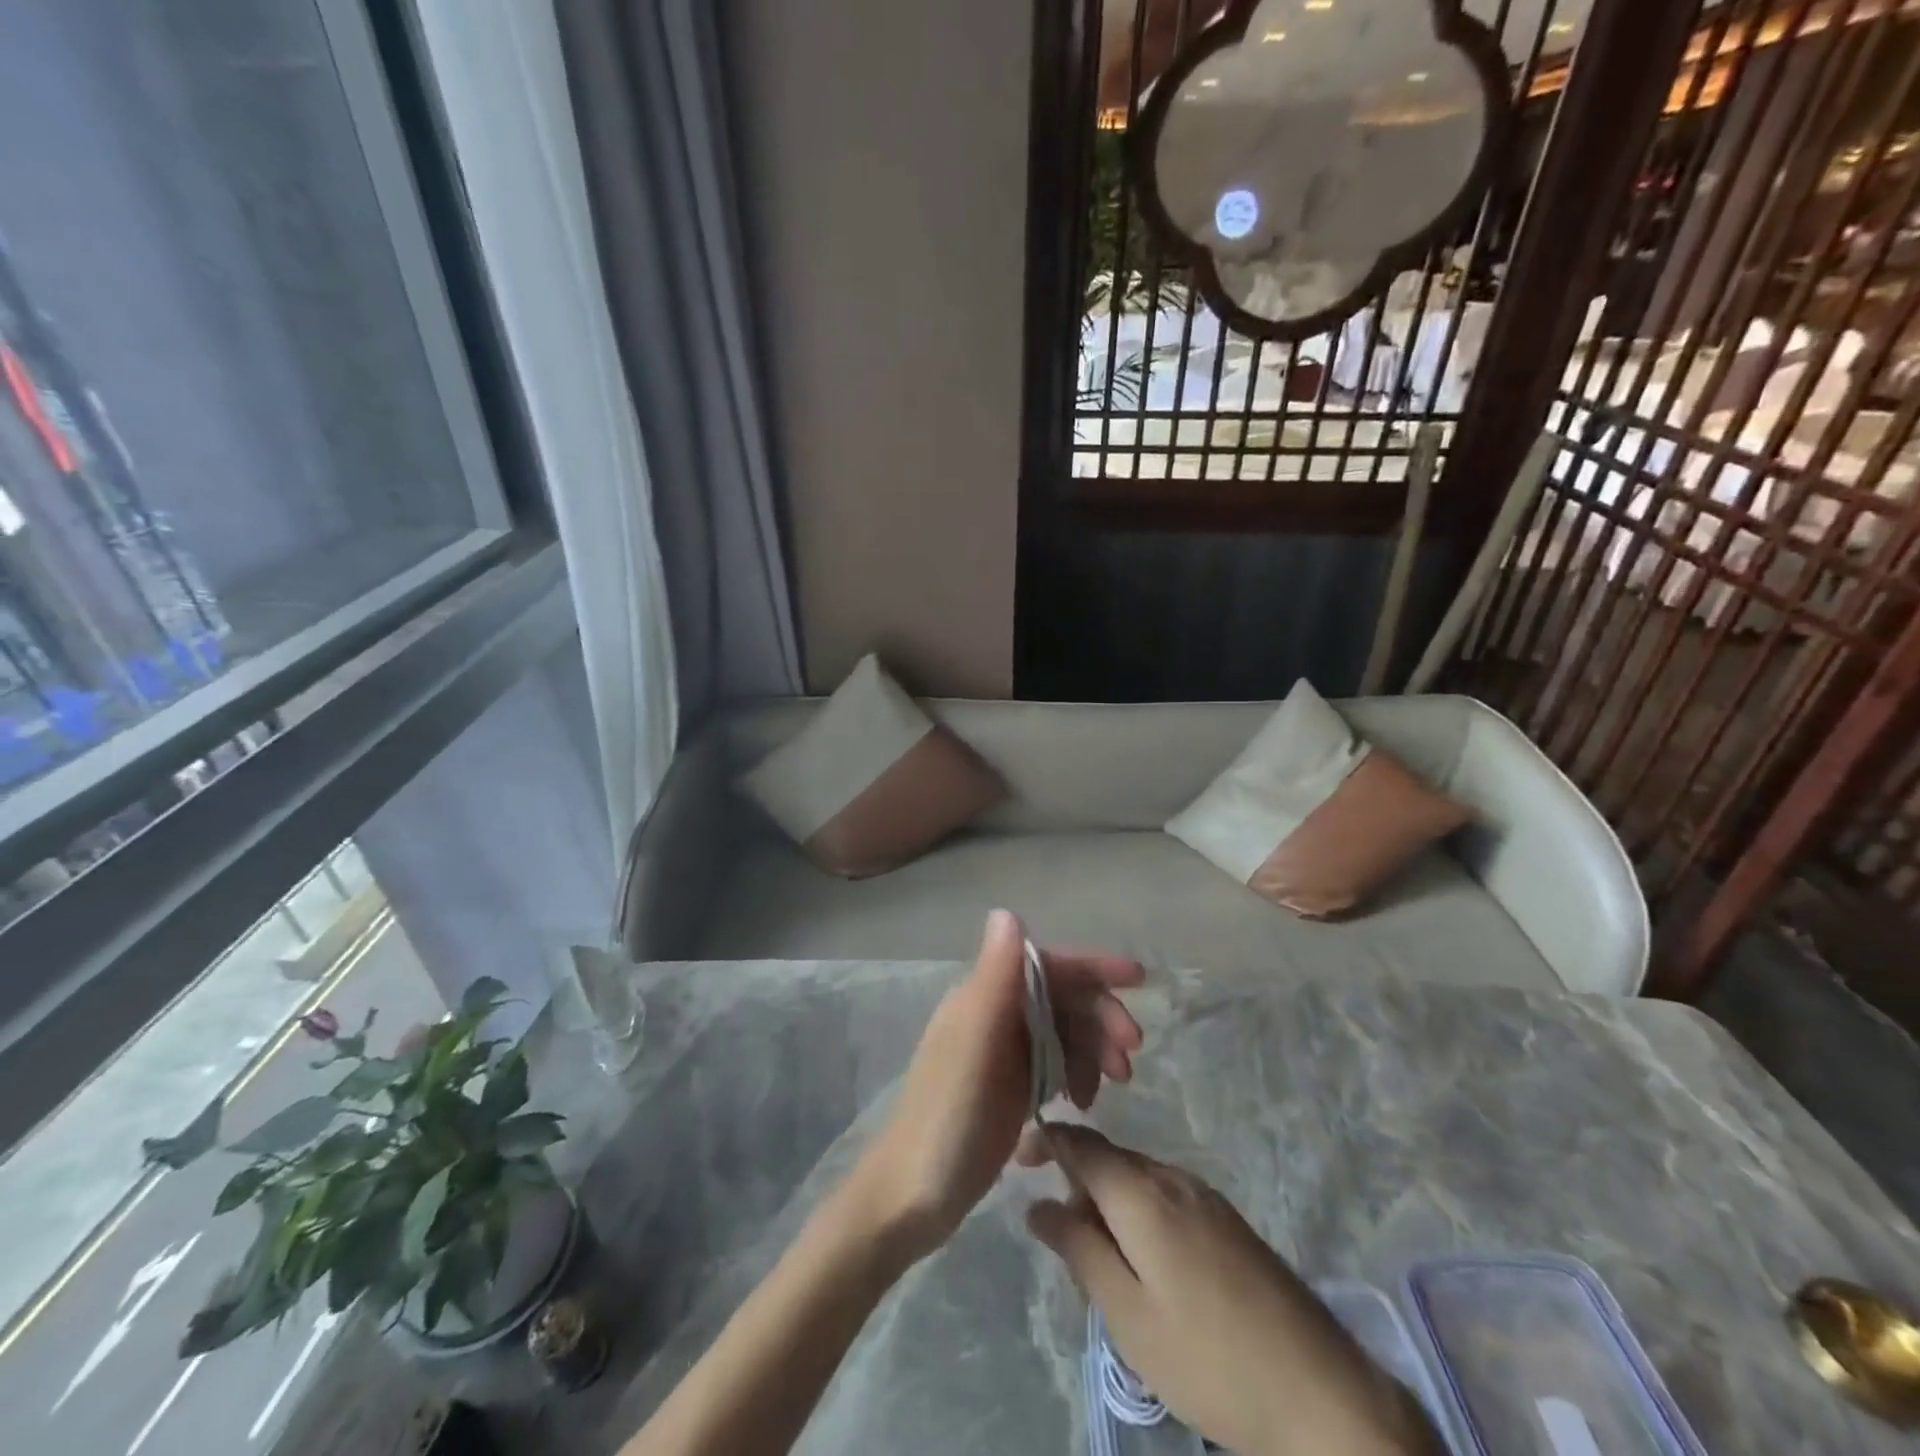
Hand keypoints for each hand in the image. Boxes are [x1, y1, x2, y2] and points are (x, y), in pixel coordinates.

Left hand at [851, 910, 1143, 1258]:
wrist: (912, 1196)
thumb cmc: (946, 1117)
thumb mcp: (973, 1043)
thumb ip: (994, 977)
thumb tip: (1008, 911)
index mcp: (983, 996)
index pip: (1047, 964)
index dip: (1092, 967)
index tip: (1139, 979)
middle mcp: (993, 1015)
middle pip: (1061, 997)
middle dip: (1101, 1016)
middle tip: (1130, 1056)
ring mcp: (1002, 1053)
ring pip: (1063, 1031)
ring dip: (1094, 1048)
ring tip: (1116, 1085)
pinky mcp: (1009, 1088)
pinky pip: (1055, 1064)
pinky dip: (1077, 1074)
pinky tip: (1084, 1102)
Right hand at [1022, 1127, 1441, 1455]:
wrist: (1323, 1394)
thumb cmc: (1209, 1360)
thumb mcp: (1128, 1316)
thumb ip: (1079, 1250)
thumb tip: (1037, 1203)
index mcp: (1143, 1193)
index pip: (1082, 1143)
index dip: (1046, 1141)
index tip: (1017, 1160)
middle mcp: (1173, 1178)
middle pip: (1110, 1159)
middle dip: (1076, 1183)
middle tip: (1061, 1244)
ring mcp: (1206, 1196)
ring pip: (1138, 1179)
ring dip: (1108, 1203)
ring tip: (1101, 1264)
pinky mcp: (1228, 1219)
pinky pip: (1165, 1195)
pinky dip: (1139, 1214)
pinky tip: (1146, 1266)